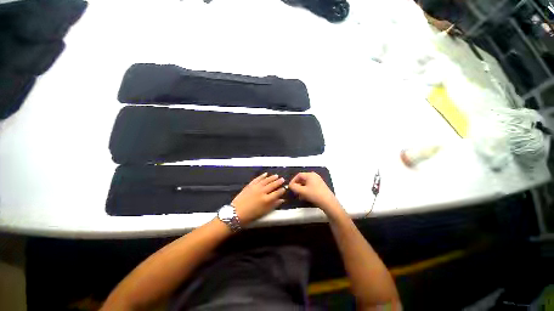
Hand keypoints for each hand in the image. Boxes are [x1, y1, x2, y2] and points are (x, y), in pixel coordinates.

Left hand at [231, 173, 285, 225]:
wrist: (236, 213)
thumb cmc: (251, 215)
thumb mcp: (264, 212)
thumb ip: (273, 205)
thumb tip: (282, 200)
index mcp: (266, 199)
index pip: (277, 193)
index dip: (281, 190)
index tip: (284, 188)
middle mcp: (262, 191)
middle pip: (272, 185)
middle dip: (278, 182)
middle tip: (283, 179)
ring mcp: (256, 187)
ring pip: (266, 180)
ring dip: (272, 177)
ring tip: (276, 175)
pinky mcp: (250, 185)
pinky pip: (257, 179)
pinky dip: (262, 176)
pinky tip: (265, 174)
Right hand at [288, 172, 342, 214]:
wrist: (328, 203)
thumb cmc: (315, 195)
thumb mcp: (302, 191)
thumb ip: (294, 187)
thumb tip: (290, 185)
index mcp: (310, 175)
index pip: (298, 175)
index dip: (293, 181)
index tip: (290, 187)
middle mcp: (314, 176)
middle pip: (302, 179)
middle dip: (297, 186)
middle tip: (294, 192)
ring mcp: (318, 181)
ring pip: (306, 184)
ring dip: (301, 189)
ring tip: (299, 196)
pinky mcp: (320, 186)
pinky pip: (310, 186)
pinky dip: (306, 190)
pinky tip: (305, 197)